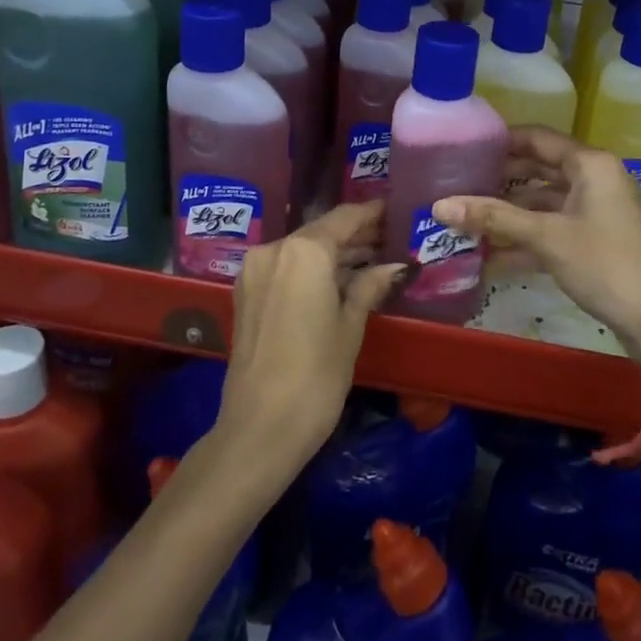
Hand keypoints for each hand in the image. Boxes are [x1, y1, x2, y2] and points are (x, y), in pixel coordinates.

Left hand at [216, 202, 402, 473]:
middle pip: (322, 231)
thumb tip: (395, 266)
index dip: (372, 213)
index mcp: (304, 251)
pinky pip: (286, 267)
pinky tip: (339, 280)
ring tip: (372, 259)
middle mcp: (275, 249)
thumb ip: (370, 286)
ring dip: (334, 253)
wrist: (259, 429)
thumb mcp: (351, 327)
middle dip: (355, 235)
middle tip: (390, 238)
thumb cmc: (316, 376)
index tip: (395, 210)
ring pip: (303, 249)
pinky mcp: (246, 292)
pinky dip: (312, 268)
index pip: (345, 218)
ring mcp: (255, 270)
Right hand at [432, 127, 640, 374]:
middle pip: (540, 169)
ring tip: (468, 219)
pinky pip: (553, 229)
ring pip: (545, 202)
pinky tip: (491, 255)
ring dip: (510, 213)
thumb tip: (439, 205)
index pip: (538, 138)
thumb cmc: (603, 262)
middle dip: (501, 180)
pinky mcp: (595, 240)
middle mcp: (595, 179)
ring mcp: (597, 211)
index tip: (466, 147)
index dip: (502, 141)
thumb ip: (493, 217)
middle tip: (460, 183)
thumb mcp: (545, 236)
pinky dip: (526, 238)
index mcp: (590, 164)